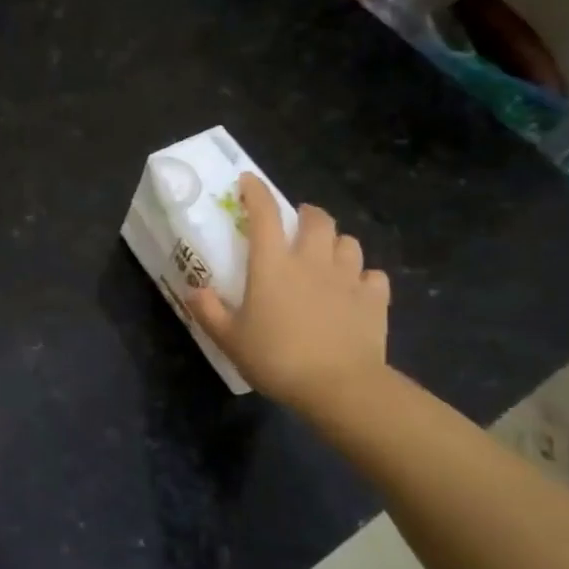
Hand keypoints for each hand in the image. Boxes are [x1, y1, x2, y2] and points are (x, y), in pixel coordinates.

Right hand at [187, 173, 390, 412]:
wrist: (339, 386)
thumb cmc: (277, 359)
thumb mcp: (230, 339)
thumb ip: (209, 312)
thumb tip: (193, 290)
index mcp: (273, 265)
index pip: (265, 215)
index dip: (256, 192)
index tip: (248, 182)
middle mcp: (312, 261)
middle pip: (317, 219)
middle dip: (306, 214)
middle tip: (297, 225)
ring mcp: (348, 277)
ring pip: (348, 242)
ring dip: (336, 243)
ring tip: (327, 256)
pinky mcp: (374, 299)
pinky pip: (373, 275)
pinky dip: (364, 277)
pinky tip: (356, 290)